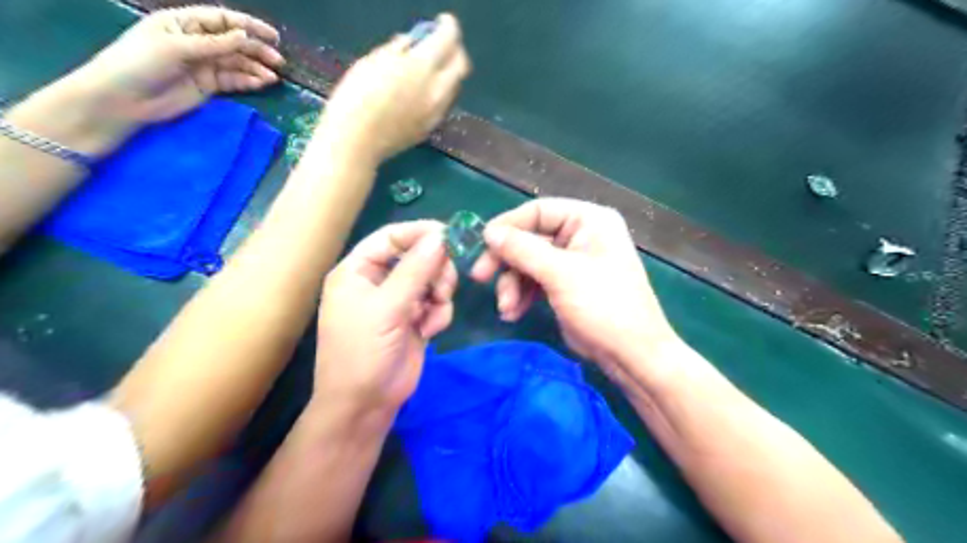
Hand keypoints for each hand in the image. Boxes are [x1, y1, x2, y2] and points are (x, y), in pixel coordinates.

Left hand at [71, 5, 284, 123]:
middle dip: (257, 50)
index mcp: (183, 23)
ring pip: (237, 63)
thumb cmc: (140, 63)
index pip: (222, 20)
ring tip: (273, 78)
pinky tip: (261, 84)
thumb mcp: (176, 47)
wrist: (123, 99)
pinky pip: (233, 80)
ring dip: (256, 69)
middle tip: (278, 61)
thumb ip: (213, 44)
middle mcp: (197, 41)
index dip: (248, 26)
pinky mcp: (208, 85)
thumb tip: (244, 36)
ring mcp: (203, 64)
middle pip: (234, 43)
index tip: (272, 36)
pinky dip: (248, 81)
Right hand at [314, 13, 472, 165]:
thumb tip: (410, 44)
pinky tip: (424, 92)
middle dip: (456, 50)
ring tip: (431, 68)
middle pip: (461, 66)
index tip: (443, 21)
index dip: (449, 26)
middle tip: (443, 45)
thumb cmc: (356, 96)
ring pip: (454, 87)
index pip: (448, 39)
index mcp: (422, 67)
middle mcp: (437, 90)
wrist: (357, 141)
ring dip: (449, 73)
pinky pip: (443, 105)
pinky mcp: (430, 128)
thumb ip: (397, 50)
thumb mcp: (373, 61)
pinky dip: (440, 92)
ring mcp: (436, 112)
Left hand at [315, 221, 458, 418]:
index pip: (391, 237)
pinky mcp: (415, 318)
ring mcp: (398, 300)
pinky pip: (437, 302)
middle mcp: (377, 280)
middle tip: (444, 288)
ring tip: (431, 315)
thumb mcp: (387, 307)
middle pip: (417, 256)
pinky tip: (430, 331)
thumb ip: (415, 270)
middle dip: (435, 271)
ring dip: (439, 295)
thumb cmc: (363, 352)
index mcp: (357, 270)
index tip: (450, 236)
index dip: (420, 233)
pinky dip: (439, 313)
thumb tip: (440, 236)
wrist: (366, 404)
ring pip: (432, 279)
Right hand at [471, 198, 677, 372]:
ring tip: (506, 308)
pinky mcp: (565, 286)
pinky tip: (512, 313)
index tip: (483, 244)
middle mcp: (580, 235)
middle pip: (530, 239)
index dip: (508, 226)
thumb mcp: (560, 274)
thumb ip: (522, 250)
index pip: (539, 211)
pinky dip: (521, 296)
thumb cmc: (603, 305)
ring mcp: (572, 262)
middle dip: (507, 263)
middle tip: (480, 277)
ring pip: (528, 263)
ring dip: (512, 285)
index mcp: (589, 220)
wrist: (630, 355)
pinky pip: (535, 282)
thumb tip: (489, 232)